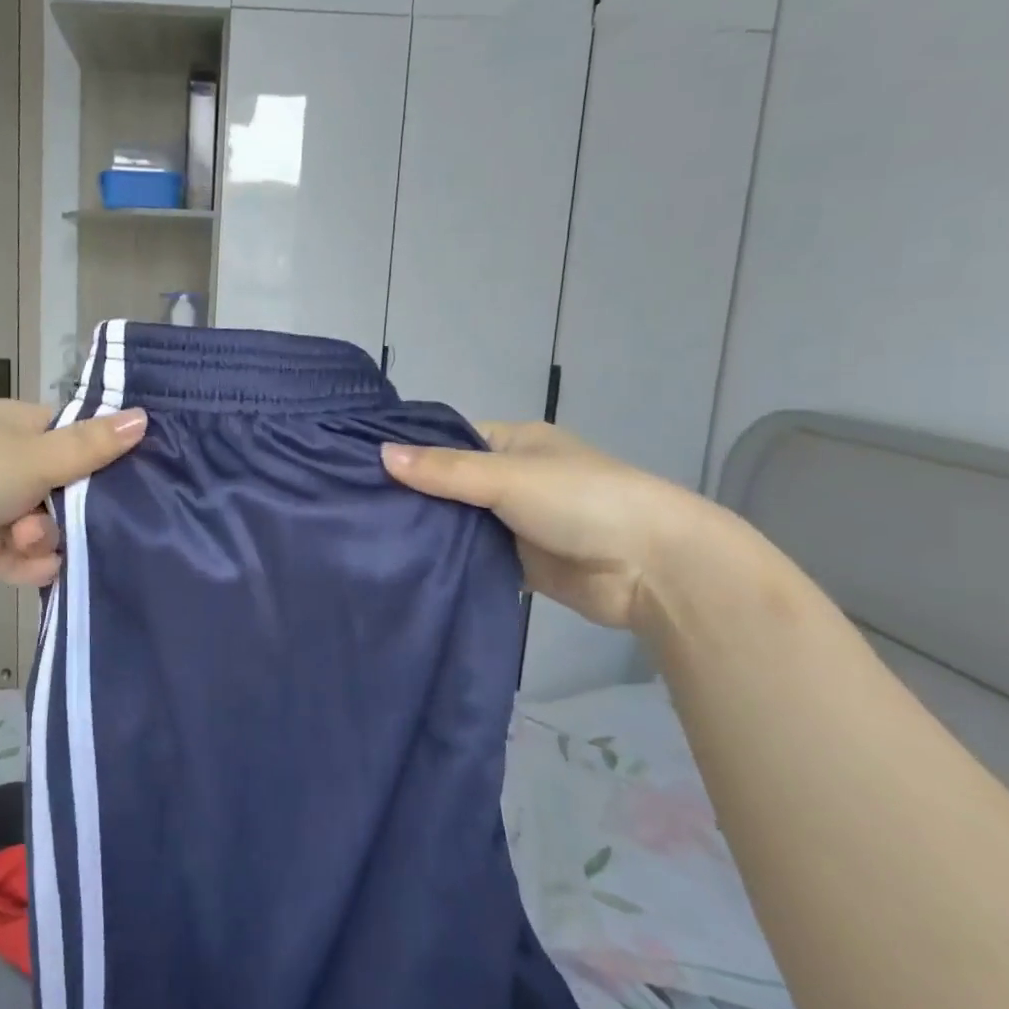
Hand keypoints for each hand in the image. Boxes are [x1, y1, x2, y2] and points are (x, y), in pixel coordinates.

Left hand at [0, 399, 147, 589]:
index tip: (131, 475)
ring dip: (43, 537)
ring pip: (46, 526)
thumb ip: (93, 445)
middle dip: (69, 508)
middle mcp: (8, 464)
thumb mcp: (38, 455)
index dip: (102, 454)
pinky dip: (30, 563)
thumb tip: (145, 417)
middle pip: (66, 488)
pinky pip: (23, 558)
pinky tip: (34, 566)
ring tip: (25, 540)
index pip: (75, 435)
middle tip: (70, 516)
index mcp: (18, 428)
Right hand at [382, 422, 714, 631]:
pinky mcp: (519, 563)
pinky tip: (405, 566)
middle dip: (412, 495)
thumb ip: (445, 470)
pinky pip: (472, 558)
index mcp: (513, 443)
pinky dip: (448, 562)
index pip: (448, 440)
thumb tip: (380, 454)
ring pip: (458, 523)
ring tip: (368, 538)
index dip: (410, 450)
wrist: (653, 568)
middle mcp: (511, 478)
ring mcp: (514, 522)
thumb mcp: (507, 476)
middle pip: (449, 483)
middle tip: (355, 508)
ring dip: (428, 531)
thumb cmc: (582, 500)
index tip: (359, 466)